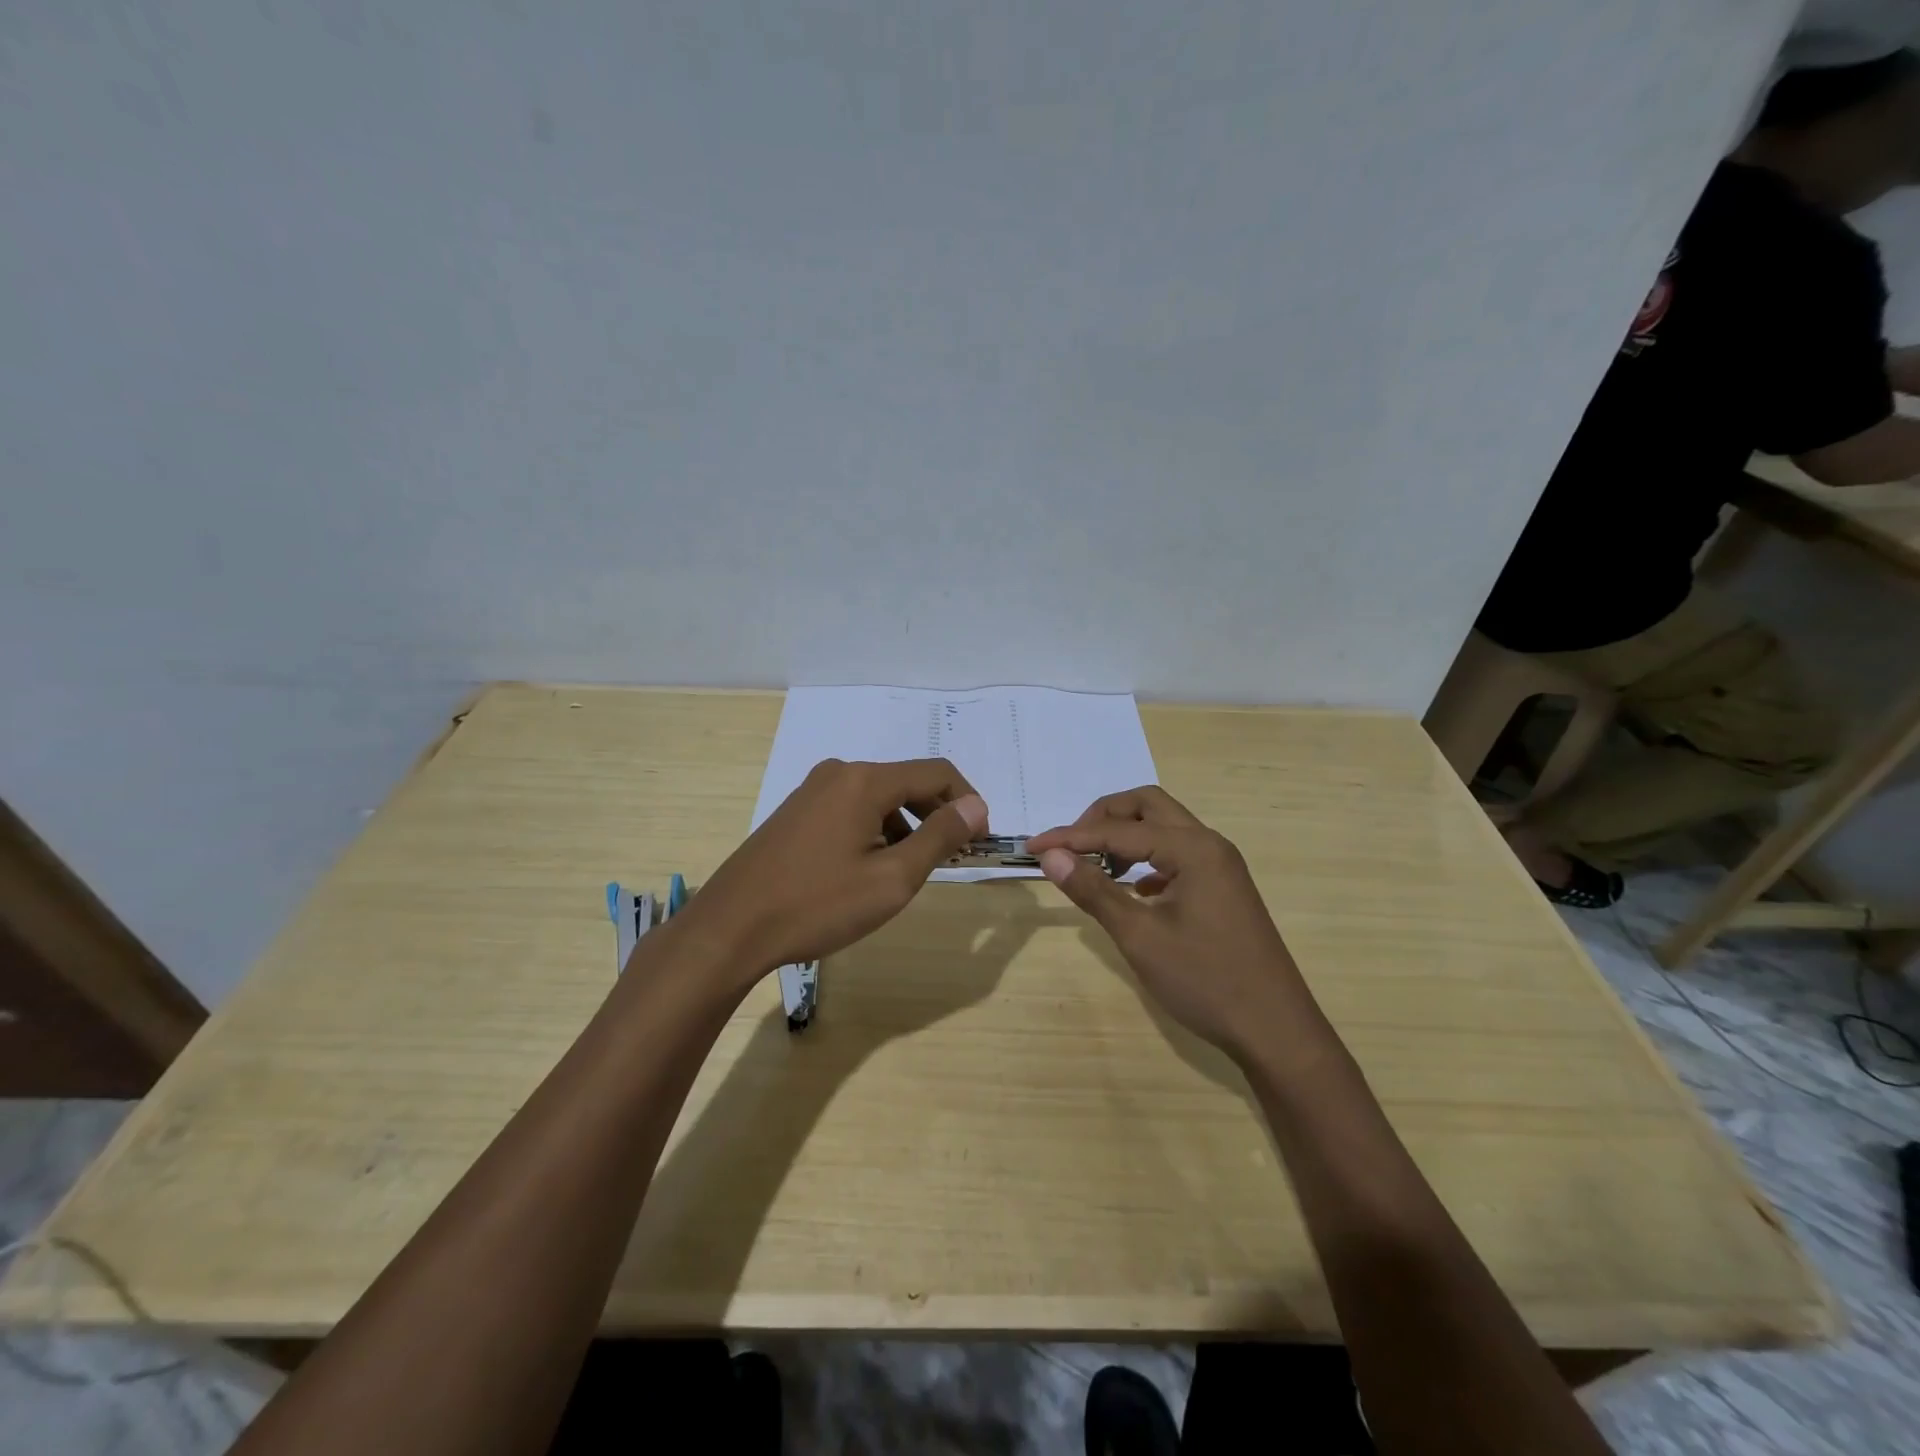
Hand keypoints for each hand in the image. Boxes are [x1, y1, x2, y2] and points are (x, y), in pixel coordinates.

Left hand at [685, 758, 987, 988]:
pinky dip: (875, 832)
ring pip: (879, 799)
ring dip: (905, 828)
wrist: (730, 928)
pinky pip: (851, 810)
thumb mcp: (891, 878)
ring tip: (906, 874)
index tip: (980, 840)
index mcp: (865, 781)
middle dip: (936, 817)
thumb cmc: (817, 905)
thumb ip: (939, 838)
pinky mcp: (796, 813)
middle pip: (907, 783)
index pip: (937, 773)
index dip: (967, 802)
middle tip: (950, 860)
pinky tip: (867, 871)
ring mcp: (812, 791)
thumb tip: (976, 806)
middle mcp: (839, 773)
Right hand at [1026, 787, 1304, 1061]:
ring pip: (1164, 828)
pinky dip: (1146, 859)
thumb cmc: (1205, 981)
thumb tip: (1051, 856)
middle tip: (1070, 848)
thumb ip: (1093, 890)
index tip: (1033, 848)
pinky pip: (1176, 854)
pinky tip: (1131, 890)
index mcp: (1192, 848)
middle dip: (1103, 818)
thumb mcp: (1140, 936)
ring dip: (1125, 836)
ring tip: (1094, 867)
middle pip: (1147, 806)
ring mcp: (1220, 865)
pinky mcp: (1222, 887)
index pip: (1119, 829)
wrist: (1275, 1030)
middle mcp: (1209, 844)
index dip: (1072, 837)